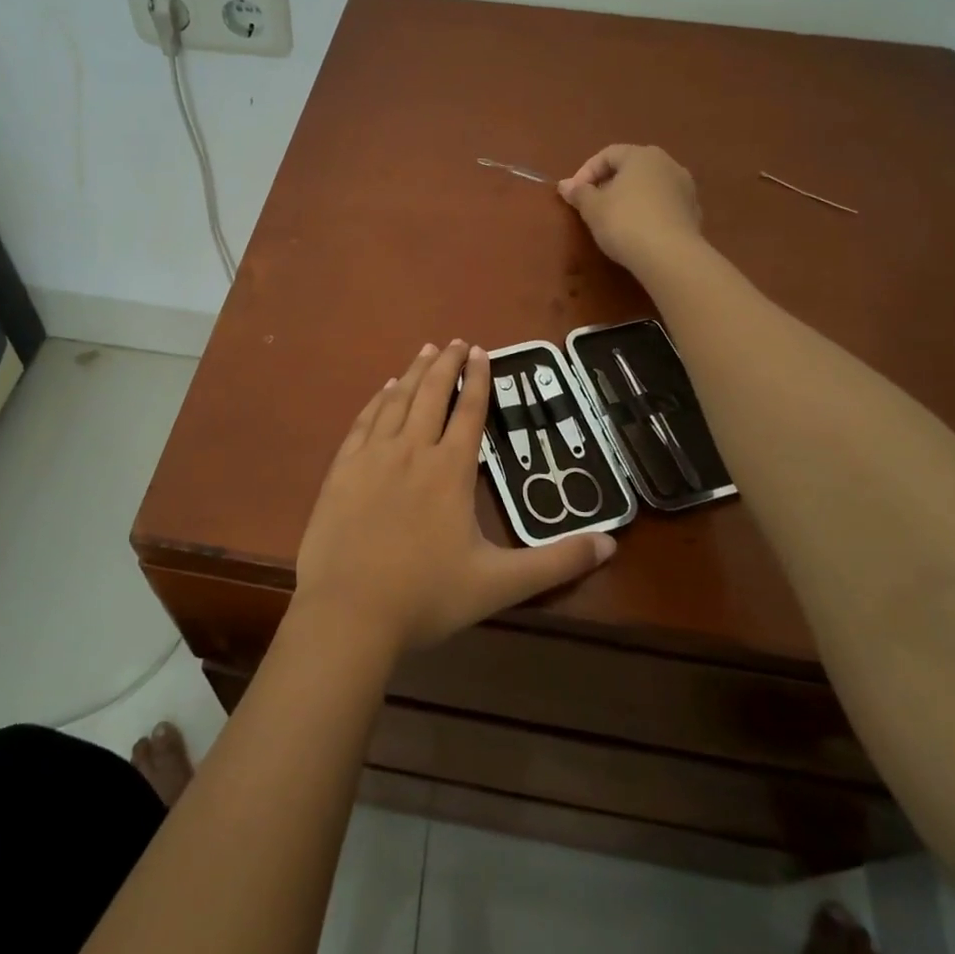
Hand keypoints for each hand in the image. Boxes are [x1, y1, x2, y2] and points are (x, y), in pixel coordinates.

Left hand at [294, 340, 616, 655]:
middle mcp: (412, 450)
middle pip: (432, 394)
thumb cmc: (426, 596)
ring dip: (414, 372)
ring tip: (425, 350)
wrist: (348, 612)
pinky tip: (384, 389)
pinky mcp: (343, 468)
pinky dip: (377, 399)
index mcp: (450, 470)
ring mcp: (373, 456)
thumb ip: (556, 562)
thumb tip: (611, 543)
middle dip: (446, 364)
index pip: (470, 412)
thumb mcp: (499, 584)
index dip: (478, 379)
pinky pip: (364, 421)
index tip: (481, 351)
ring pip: (397, 400)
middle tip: (455, 341)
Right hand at [557, 144, 702, 272]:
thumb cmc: (625, 222)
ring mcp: (685, 187)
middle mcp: (667, 163)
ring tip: (614, 220)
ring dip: (630, 198)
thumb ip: (579, 193)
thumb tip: (565, 185)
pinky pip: (663, 205)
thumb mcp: (592, 208)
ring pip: (649, 186)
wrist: (670, 256)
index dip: (586, 172)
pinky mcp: (693, 212)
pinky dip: (647, 212)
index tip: (573, 195)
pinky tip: (638, 232)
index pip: (607, 154)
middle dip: (609, 184)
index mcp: (641, 155)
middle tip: (592, 205)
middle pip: (631, 168)